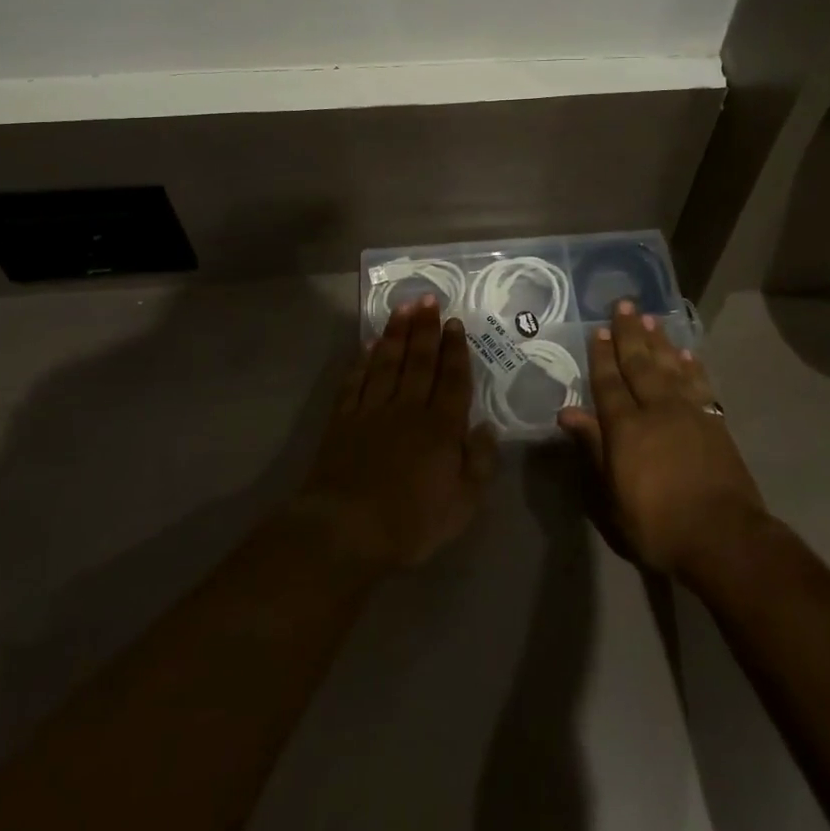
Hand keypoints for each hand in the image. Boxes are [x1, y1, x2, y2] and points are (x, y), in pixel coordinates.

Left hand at [295, 297, 498, 573]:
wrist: (345, 531)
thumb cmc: (411, 523)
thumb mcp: (462, 505)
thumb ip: (479, 463)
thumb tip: (486, 427)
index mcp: (441, 427)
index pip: (452, 379)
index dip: (454, 349)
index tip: (455, 322)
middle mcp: (408, 409)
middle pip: (419, 361)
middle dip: (426, 328)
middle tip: (428, 299)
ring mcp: (372, 411)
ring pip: (387, 362)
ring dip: (396, 334)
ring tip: (403, 308)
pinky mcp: (342, 421)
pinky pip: (355, 382)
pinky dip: (362, 361)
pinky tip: (367, 346)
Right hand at [558, 301, 766, 578]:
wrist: (724, 537)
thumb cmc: (658, 525)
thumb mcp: (613, 496)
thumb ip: (594, 448)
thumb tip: (567, 412)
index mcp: (626, 428)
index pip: (609, 383)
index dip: (601, 356)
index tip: (597, 330)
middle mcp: (656, 410)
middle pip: (639, 364)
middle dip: (629, 333)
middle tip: (624, 305)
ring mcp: (689, 413)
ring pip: (670, 366)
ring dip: (659, 341)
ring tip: (651, 318)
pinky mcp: (714, 422)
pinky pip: (700, 383)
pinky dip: (692, 366)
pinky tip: (686, 353)